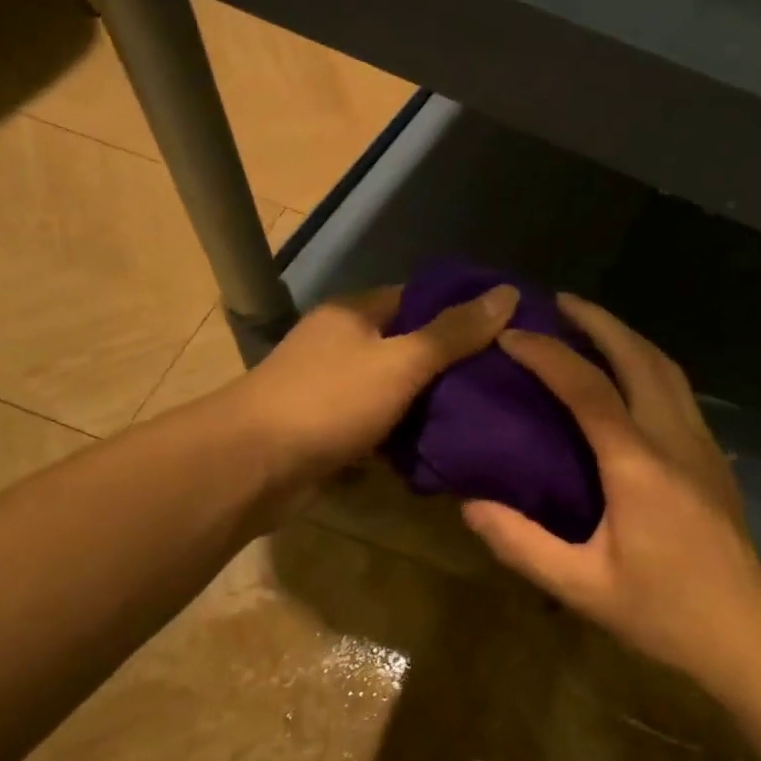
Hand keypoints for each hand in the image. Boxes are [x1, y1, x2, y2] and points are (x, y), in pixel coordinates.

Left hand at [234, 284, 518, 507]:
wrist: (253, 467)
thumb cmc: (329, 401)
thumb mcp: (402, 361)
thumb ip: (454, 332)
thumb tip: (508, 293)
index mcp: (355, 313)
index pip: (418, 297)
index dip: (461, 309)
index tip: (507, 328)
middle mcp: (342, 344)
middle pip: (409, 345)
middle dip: (452, 363)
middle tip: (505, 379)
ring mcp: (333, 389)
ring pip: (396, 390)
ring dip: (430, 404)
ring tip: (486, 414)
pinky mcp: (330, 431)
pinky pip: (381, 426)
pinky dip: (405, 436)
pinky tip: (444, 447)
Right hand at [462, 295, 760, 690]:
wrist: (745, 632)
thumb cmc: (663, 612)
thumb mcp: (582, 586)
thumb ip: (522, 544)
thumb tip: (471, 505)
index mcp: (638, 464)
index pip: (588, 389)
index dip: (547, 355)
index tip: (511, 335)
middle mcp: (674, 437)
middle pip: (639, 357)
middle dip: (598, 321)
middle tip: (559, 302)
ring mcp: (701, 443)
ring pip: (667, 367)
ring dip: (628, 337)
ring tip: (592, 327)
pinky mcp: (713, 457)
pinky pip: (679, 390)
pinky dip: (649, 364)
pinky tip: (631, 377)